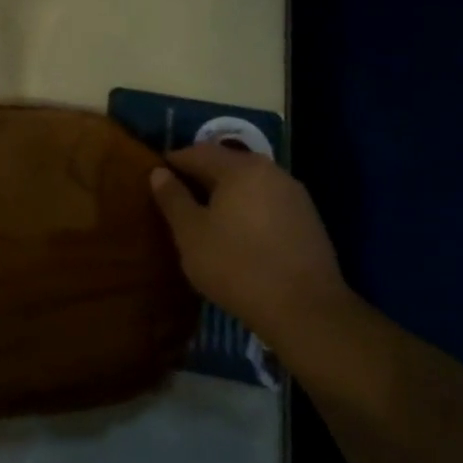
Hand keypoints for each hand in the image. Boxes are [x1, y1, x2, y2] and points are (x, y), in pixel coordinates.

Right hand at [148, 143, 350, 340]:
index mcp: (240, 168)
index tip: (155, 180)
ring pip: (248, 184)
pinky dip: (246, 208)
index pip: (197, 152)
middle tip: (176, 200)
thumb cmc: (236, 265)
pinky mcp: (308, 220)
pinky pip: (266, 202)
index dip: (172, 163)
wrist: (305, 310)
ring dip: (224, 193)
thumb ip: (173, 198)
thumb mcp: (190, 232)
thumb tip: (159, 172)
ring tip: (204, 218)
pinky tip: (236, 233)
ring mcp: (295, 195)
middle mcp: (271, 171)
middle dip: (199, 177)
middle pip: (226, 164)